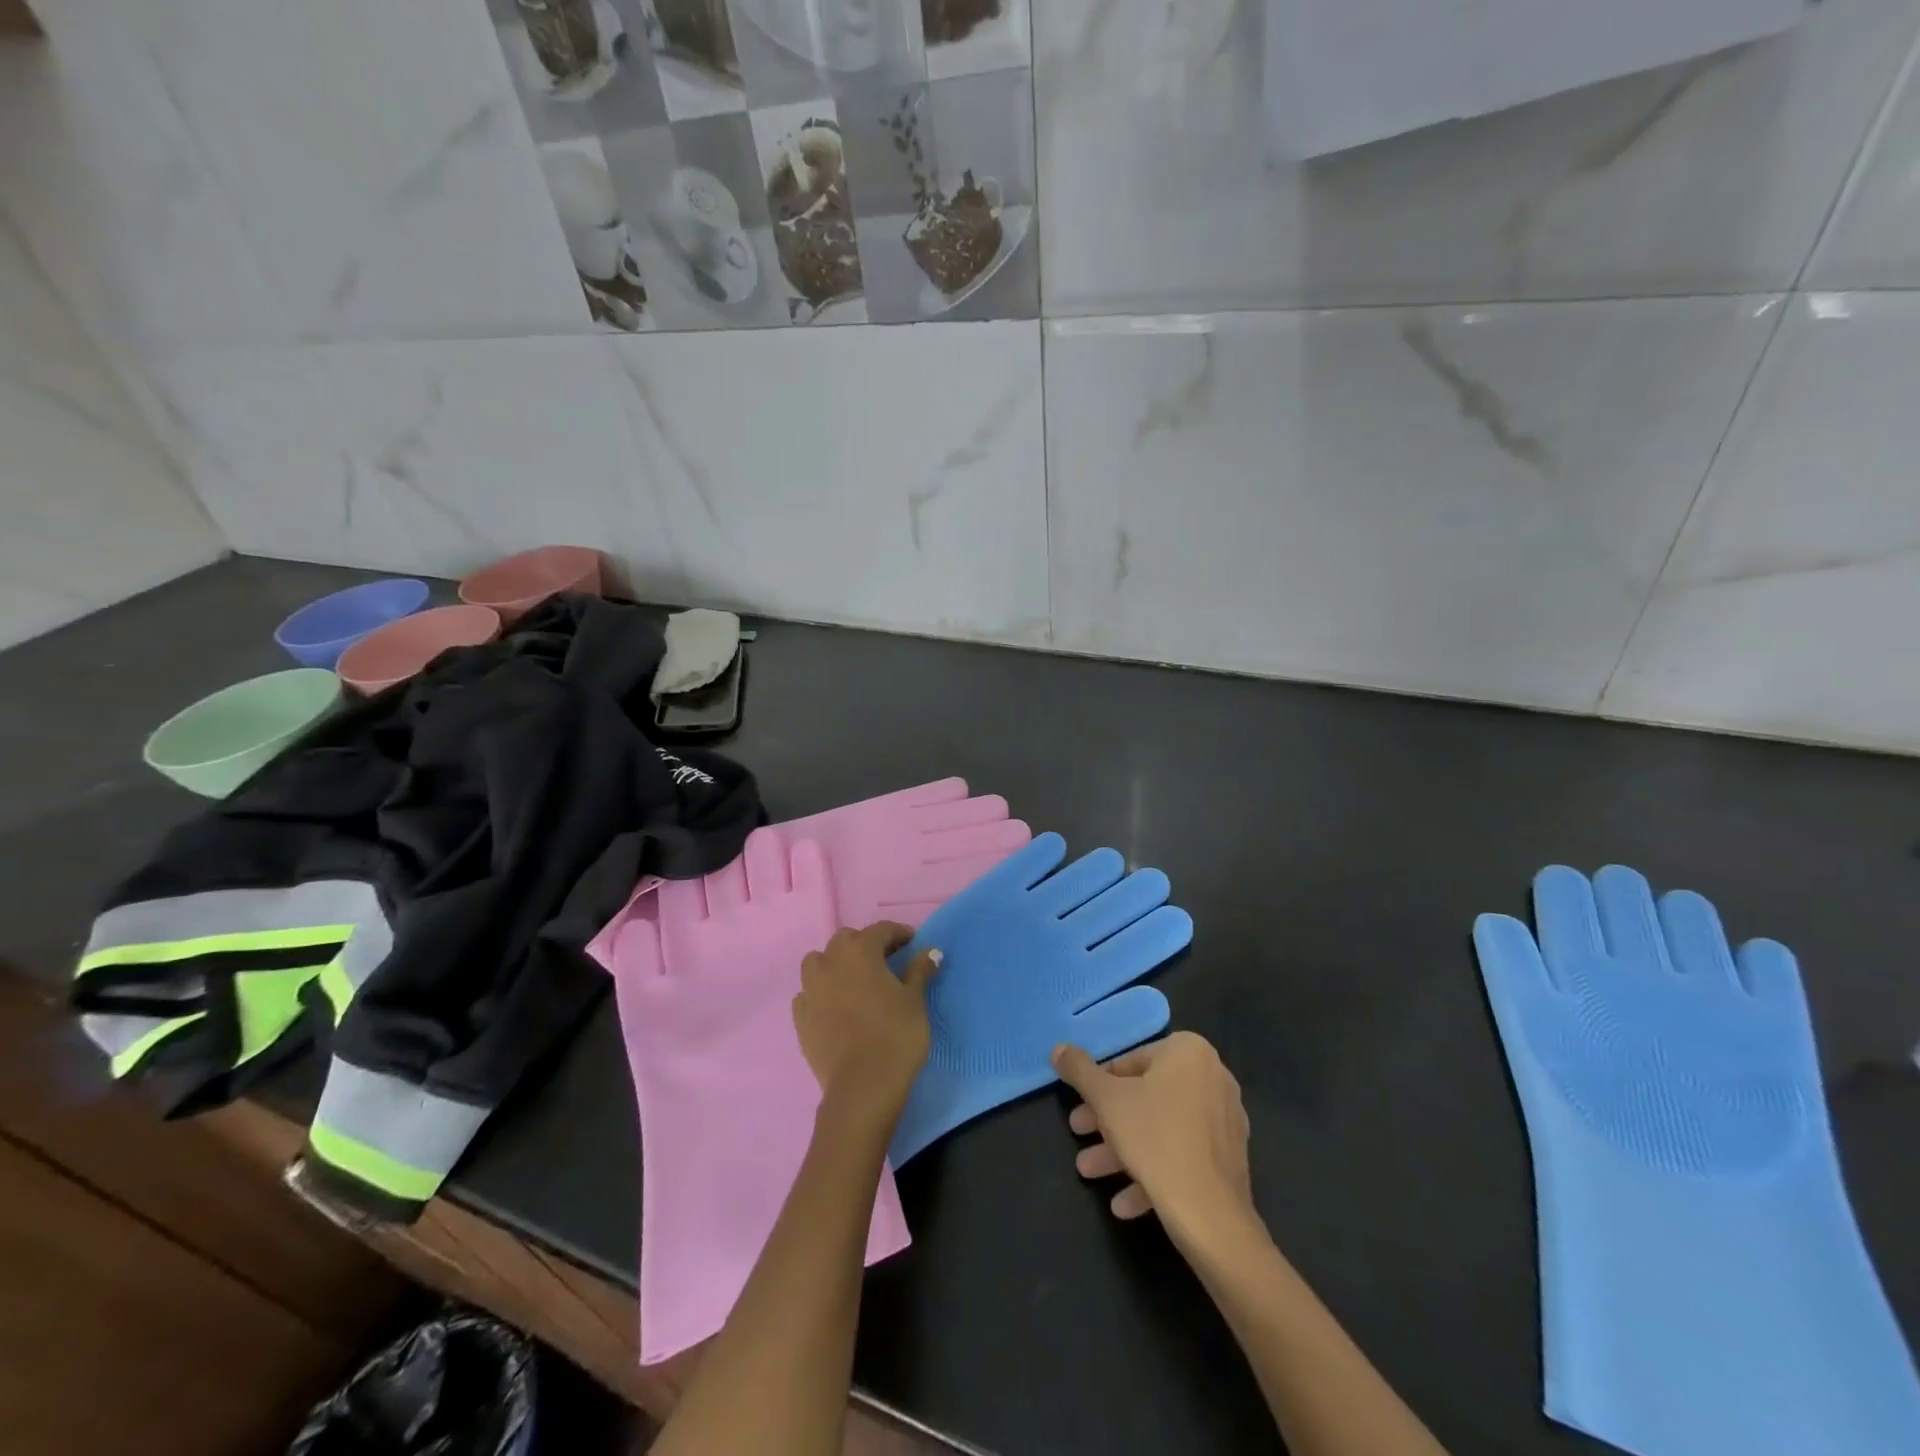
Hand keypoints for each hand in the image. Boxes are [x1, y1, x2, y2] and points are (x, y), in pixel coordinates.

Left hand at [794, 923, 939, 1126]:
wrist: (862, 1087)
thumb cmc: (895, 1036)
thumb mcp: (915, 1000)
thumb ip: (919, 970)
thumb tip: (930, 951)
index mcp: (860, 952)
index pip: (880, 930)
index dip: (899, 933)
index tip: (912, 944)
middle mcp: (831, 962)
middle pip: (846, 940)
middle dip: (865, 944)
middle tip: (885, 961)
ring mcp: (811, 990)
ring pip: (818, 962)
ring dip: (835, 963)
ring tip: (853, 980)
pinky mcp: (800, 1017)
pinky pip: (807, 993)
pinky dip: (820, 992)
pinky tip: (834, 1006)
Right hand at [1053, 1032, 1256, 1247]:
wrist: (1210, 1213)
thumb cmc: (1154, 1138)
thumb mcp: (1106, 1099)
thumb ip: (1079, 1070)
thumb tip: (1059, 1048)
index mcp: (1189, 1052)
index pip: (1132, 1061)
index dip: (1100, 1084)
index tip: (1081, 1104)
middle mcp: (1213, 1078)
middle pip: (1146, 1095)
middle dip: (1108, 1119)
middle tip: (1078, 1132)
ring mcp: (1225, 1120)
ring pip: (1162, 1128)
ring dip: (1123, 1149)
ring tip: (1090, 1171)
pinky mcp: (1229, 1159)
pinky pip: (1183, 1155)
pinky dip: (1153, 1171)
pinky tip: (1123, 1202)